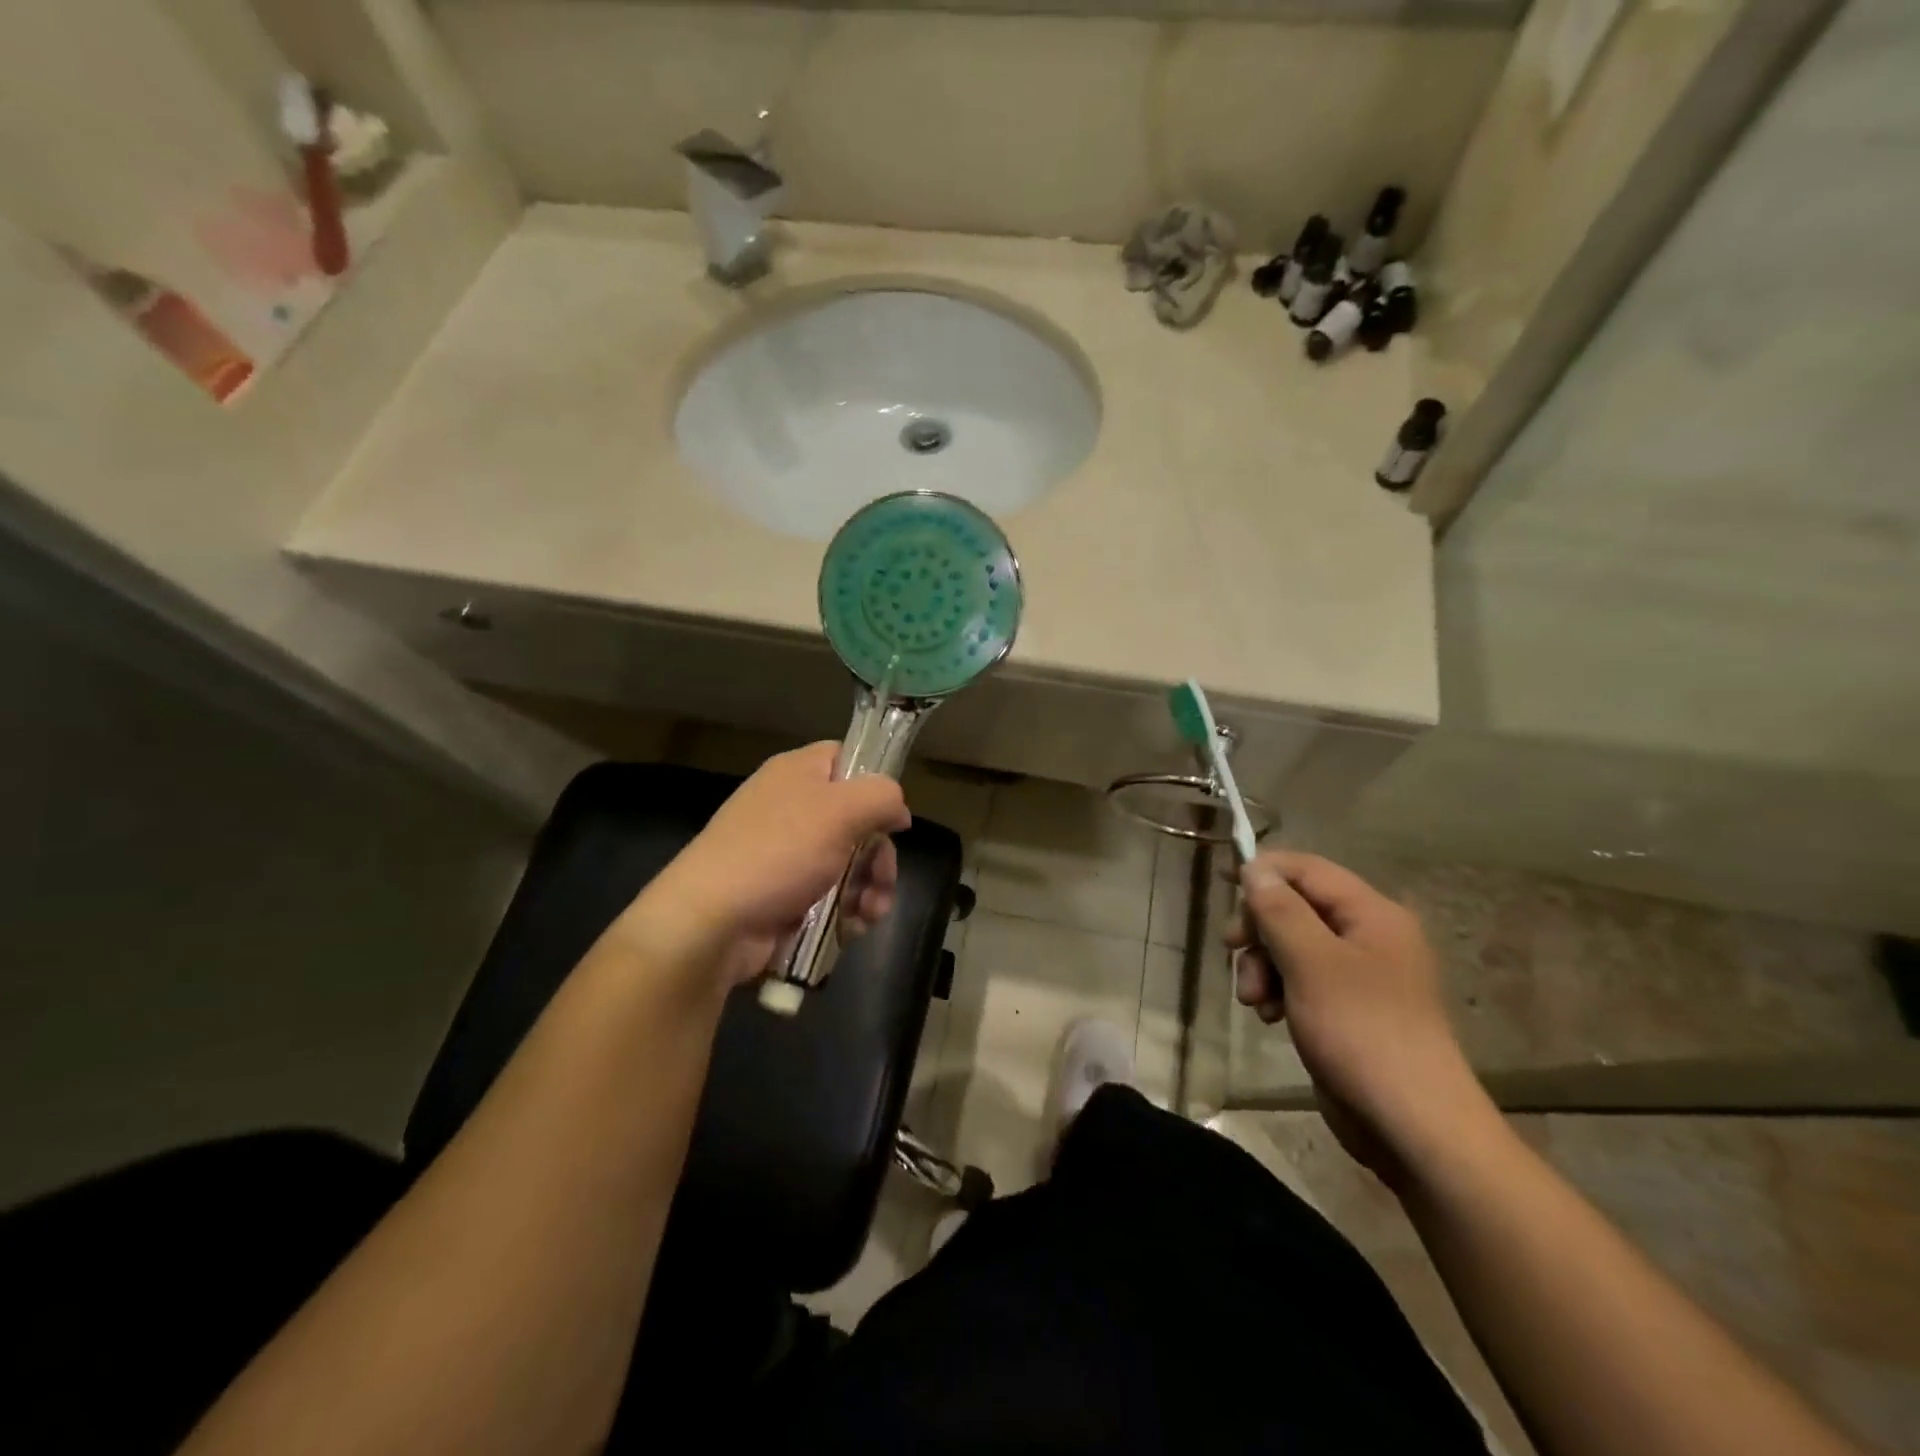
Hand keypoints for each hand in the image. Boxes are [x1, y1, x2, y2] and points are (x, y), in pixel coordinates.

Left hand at [622, 743, 911, 986]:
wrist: (711, 922)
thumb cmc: (779, 852)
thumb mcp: (841, 810)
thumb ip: (882, 797)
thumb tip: (898, 811)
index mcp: (798, 773)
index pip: (848, 759)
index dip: (876, 784)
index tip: (894, 817)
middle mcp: (792, 808)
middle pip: (858, 821)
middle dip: (879, 855)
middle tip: (881, 879)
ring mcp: (787, 855)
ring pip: (850, 865)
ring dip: (869, 890)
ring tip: (868, 914)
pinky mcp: (785, 896)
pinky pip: (830, 897)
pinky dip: (847, 913)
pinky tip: (850, 929)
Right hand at [1227, 851, 1490, 1185]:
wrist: (1413, 1127)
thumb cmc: (1362, 1032)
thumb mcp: (1311, 963)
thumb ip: (1280, 910)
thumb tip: (1255, 869)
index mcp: (1372, 914)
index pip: (1307, 869)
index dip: (1264, 872)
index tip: (1222, 889)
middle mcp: (1368, 936)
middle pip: (1295, 907)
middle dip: (1259, 929)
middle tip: (1232, 950)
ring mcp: (1359, 976)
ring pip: (1292, 946)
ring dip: (1263, 965)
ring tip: (1253, 1000)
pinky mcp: (1347, 1010)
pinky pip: (1301, 980)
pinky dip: (1278, 990)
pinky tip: (1269, 1016)